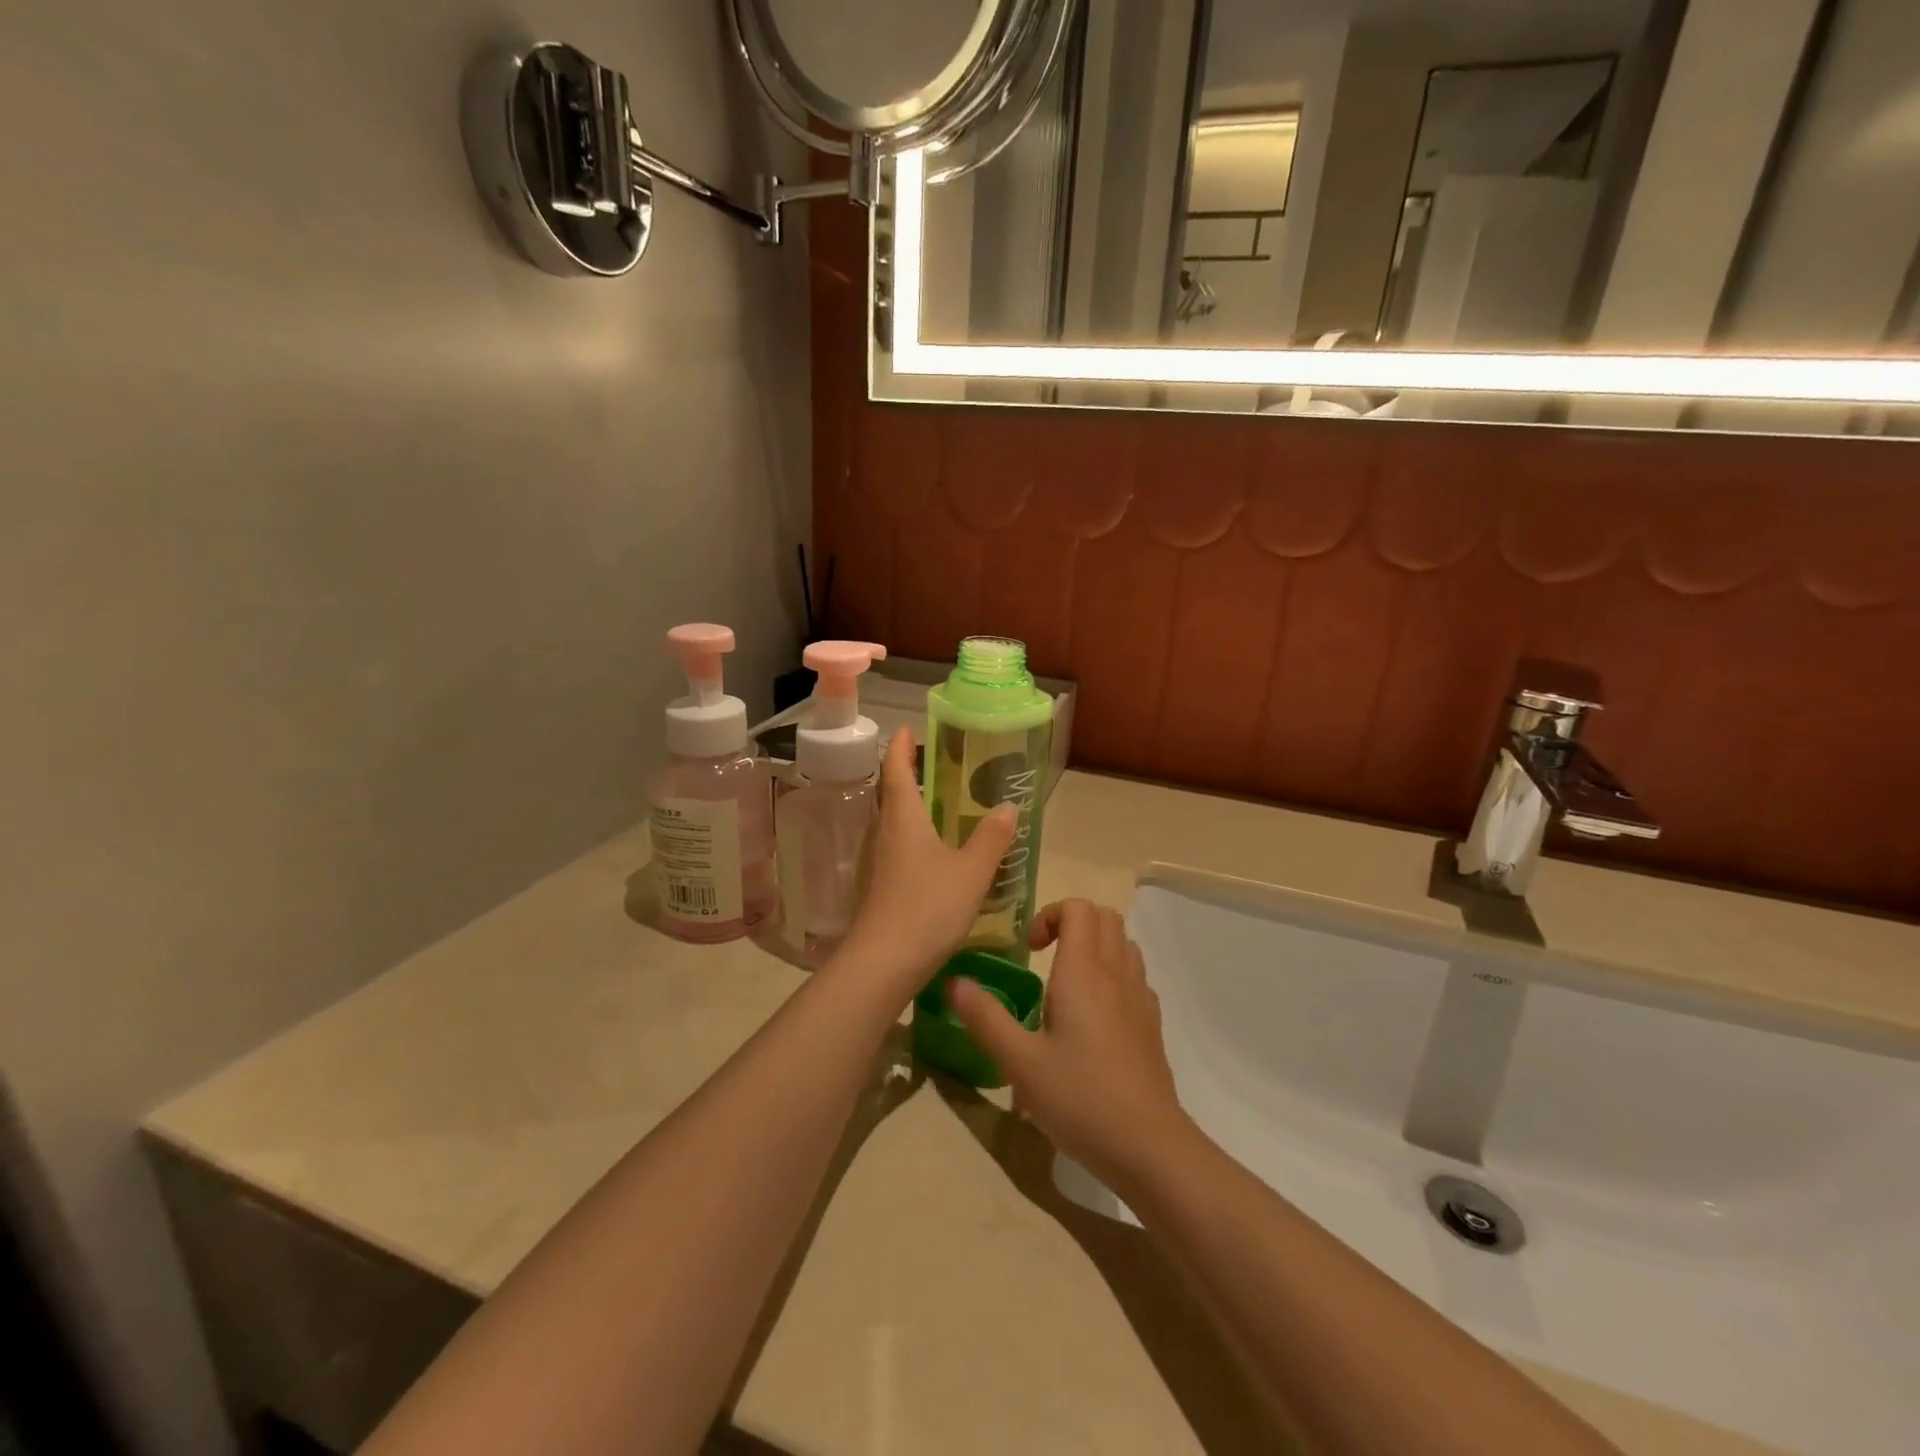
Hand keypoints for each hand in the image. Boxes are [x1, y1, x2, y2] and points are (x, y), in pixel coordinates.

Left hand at [833, 730, 1015, 1002]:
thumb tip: (1007, 806)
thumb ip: (991, 838)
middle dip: (904, 774)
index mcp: (903, 817)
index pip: (895, 769)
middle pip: (888, 793)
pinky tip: (931, 852)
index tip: (906, 729)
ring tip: (935, 804)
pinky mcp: (877, 886)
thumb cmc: (928, 906)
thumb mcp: (971, 871)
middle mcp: (884, 832)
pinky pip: (893, 847)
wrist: (884, 962)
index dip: (900, 746)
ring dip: (907, 807)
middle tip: (928, 764)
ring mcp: (876, 861)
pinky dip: (909, 836)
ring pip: (890, 822)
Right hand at [947, 899, 1193, 1192]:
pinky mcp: (1152, 1022)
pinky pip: (1134, 974)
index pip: (1079, 907)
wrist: (1149, 1145)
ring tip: (1067, 982)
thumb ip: (985, 1018)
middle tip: (1044, 957)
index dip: (1051, 915)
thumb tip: (953, 982)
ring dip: (1095, 945)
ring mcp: (1140, 996)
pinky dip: (1113, 972)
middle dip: (1072, 923)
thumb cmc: (1080, 1098)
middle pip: (1105, 916)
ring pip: (1123, 942)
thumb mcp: (1020, 1063)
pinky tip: (1094, 1015)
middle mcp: (1116, 973)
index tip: (1029, 949)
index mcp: (1083, 972)